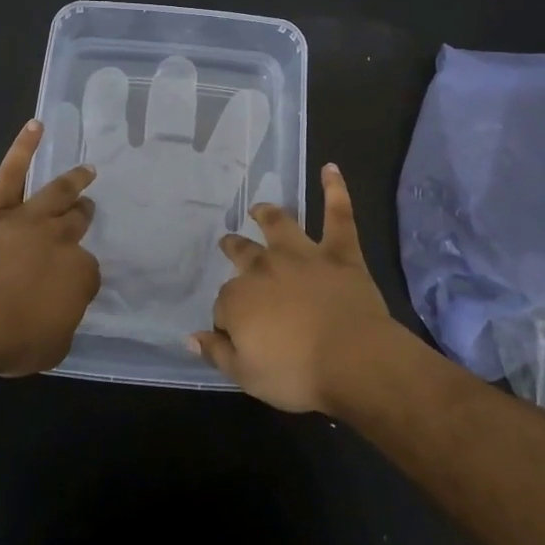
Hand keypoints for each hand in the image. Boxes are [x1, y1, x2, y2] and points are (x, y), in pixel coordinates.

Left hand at [0, 120, 100, 376]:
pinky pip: (11, 172)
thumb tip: (59, 310)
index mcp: (79, 274)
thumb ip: (63, 323)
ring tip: (85, 171)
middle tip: (87, 209)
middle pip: (77, 222)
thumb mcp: (52, 347)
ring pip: (56, 193)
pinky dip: (24, 147)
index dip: (80, 276)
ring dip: (73, 181)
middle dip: (83, 215)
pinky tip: (36, 126)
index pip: (88, 270)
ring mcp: (28, 219)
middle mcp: (59, 239)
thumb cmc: (9, 341)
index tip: (72, 282)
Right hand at [191, 163, 404, 413]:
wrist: (353, 360)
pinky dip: (335, 190)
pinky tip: (330, 168)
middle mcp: (265, 267)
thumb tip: (190, 337)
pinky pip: (338, 215)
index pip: (224, 304)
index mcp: (239, 299)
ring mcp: (303, 255)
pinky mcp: (339, 252)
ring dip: (268, 214)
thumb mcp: (246, 375)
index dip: (228, 318)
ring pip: (280, 226)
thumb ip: (217, 352)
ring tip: (260, 207)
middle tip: (228, 242)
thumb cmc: (297, 374)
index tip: (235, 332)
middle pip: (243, 254)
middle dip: (233, 248)